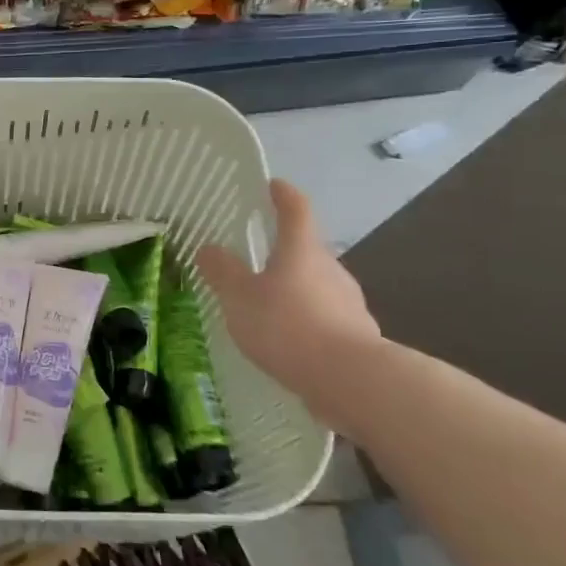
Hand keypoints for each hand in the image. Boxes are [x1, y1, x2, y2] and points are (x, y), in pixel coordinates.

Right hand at [196, 180, 379, 421]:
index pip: (296, 210)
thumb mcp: (240, 297)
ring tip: (267, 308)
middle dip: (285, 253)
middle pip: (307, 251)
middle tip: (257, 261)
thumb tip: (209, 248)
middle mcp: (331, 270)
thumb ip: (223, 272)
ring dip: (295, 291)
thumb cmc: (287, 325)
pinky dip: (306, 322)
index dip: (283, 195)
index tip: (273, 185)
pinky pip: (325, 319)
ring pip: (317, 287)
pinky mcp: (357, 337)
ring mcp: (349, 303)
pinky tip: (288, 342)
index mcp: (302, 251)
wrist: (351, 380)